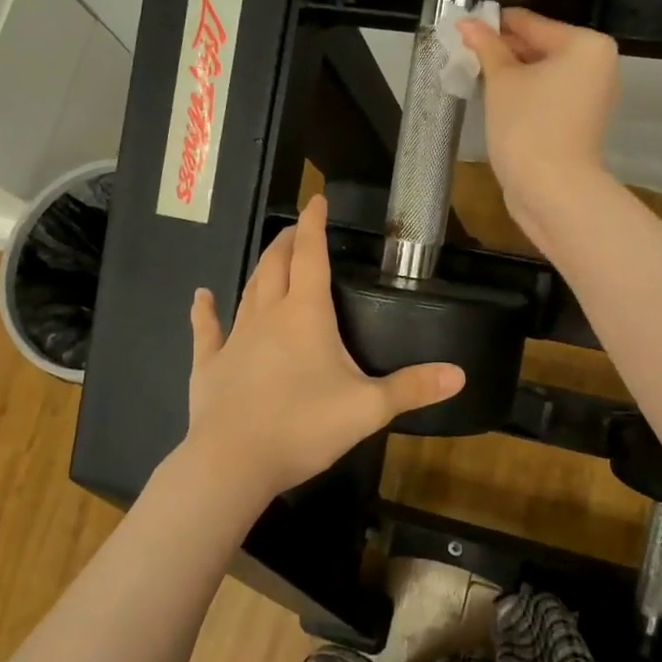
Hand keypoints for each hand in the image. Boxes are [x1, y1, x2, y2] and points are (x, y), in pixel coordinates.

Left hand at [183, 195, 464, 511]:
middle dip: (289, 241)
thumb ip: (412, 388)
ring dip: (261, 268)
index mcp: (306, 314)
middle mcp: (268, 315)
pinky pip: (207, 329)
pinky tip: (202, 297)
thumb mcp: (368, 408)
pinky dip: (205, 310)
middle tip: (298, 229)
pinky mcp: (209, 364)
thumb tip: (460, 374)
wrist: (233, 461)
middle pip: (277, 265)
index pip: (312, 256)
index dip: (315, 225)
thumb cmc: (304, 426)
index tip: (317, 200)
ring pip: (248, 290)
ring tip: (272, 255)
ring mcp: (235, 338)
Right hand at [459, 8, 619, 249]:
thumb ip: (486, 47)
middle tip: (463, 51)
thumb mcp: (502, 81)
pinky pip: (548, 96)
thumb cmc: (527, 126)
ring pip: (542, 74)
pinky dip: (524, 95)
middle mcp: (597, 65)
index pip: (531, 23)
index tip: (462, 24)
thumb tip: (466, 21)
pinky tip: (494, 99)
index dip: (494, 24)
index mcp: (586, 45)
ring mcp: (591, 96)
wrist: (552, 191)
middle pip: (540, 46)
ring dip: (511, 74)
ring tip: (473, 74)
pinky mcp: (580, 122)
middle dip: (503, 50)